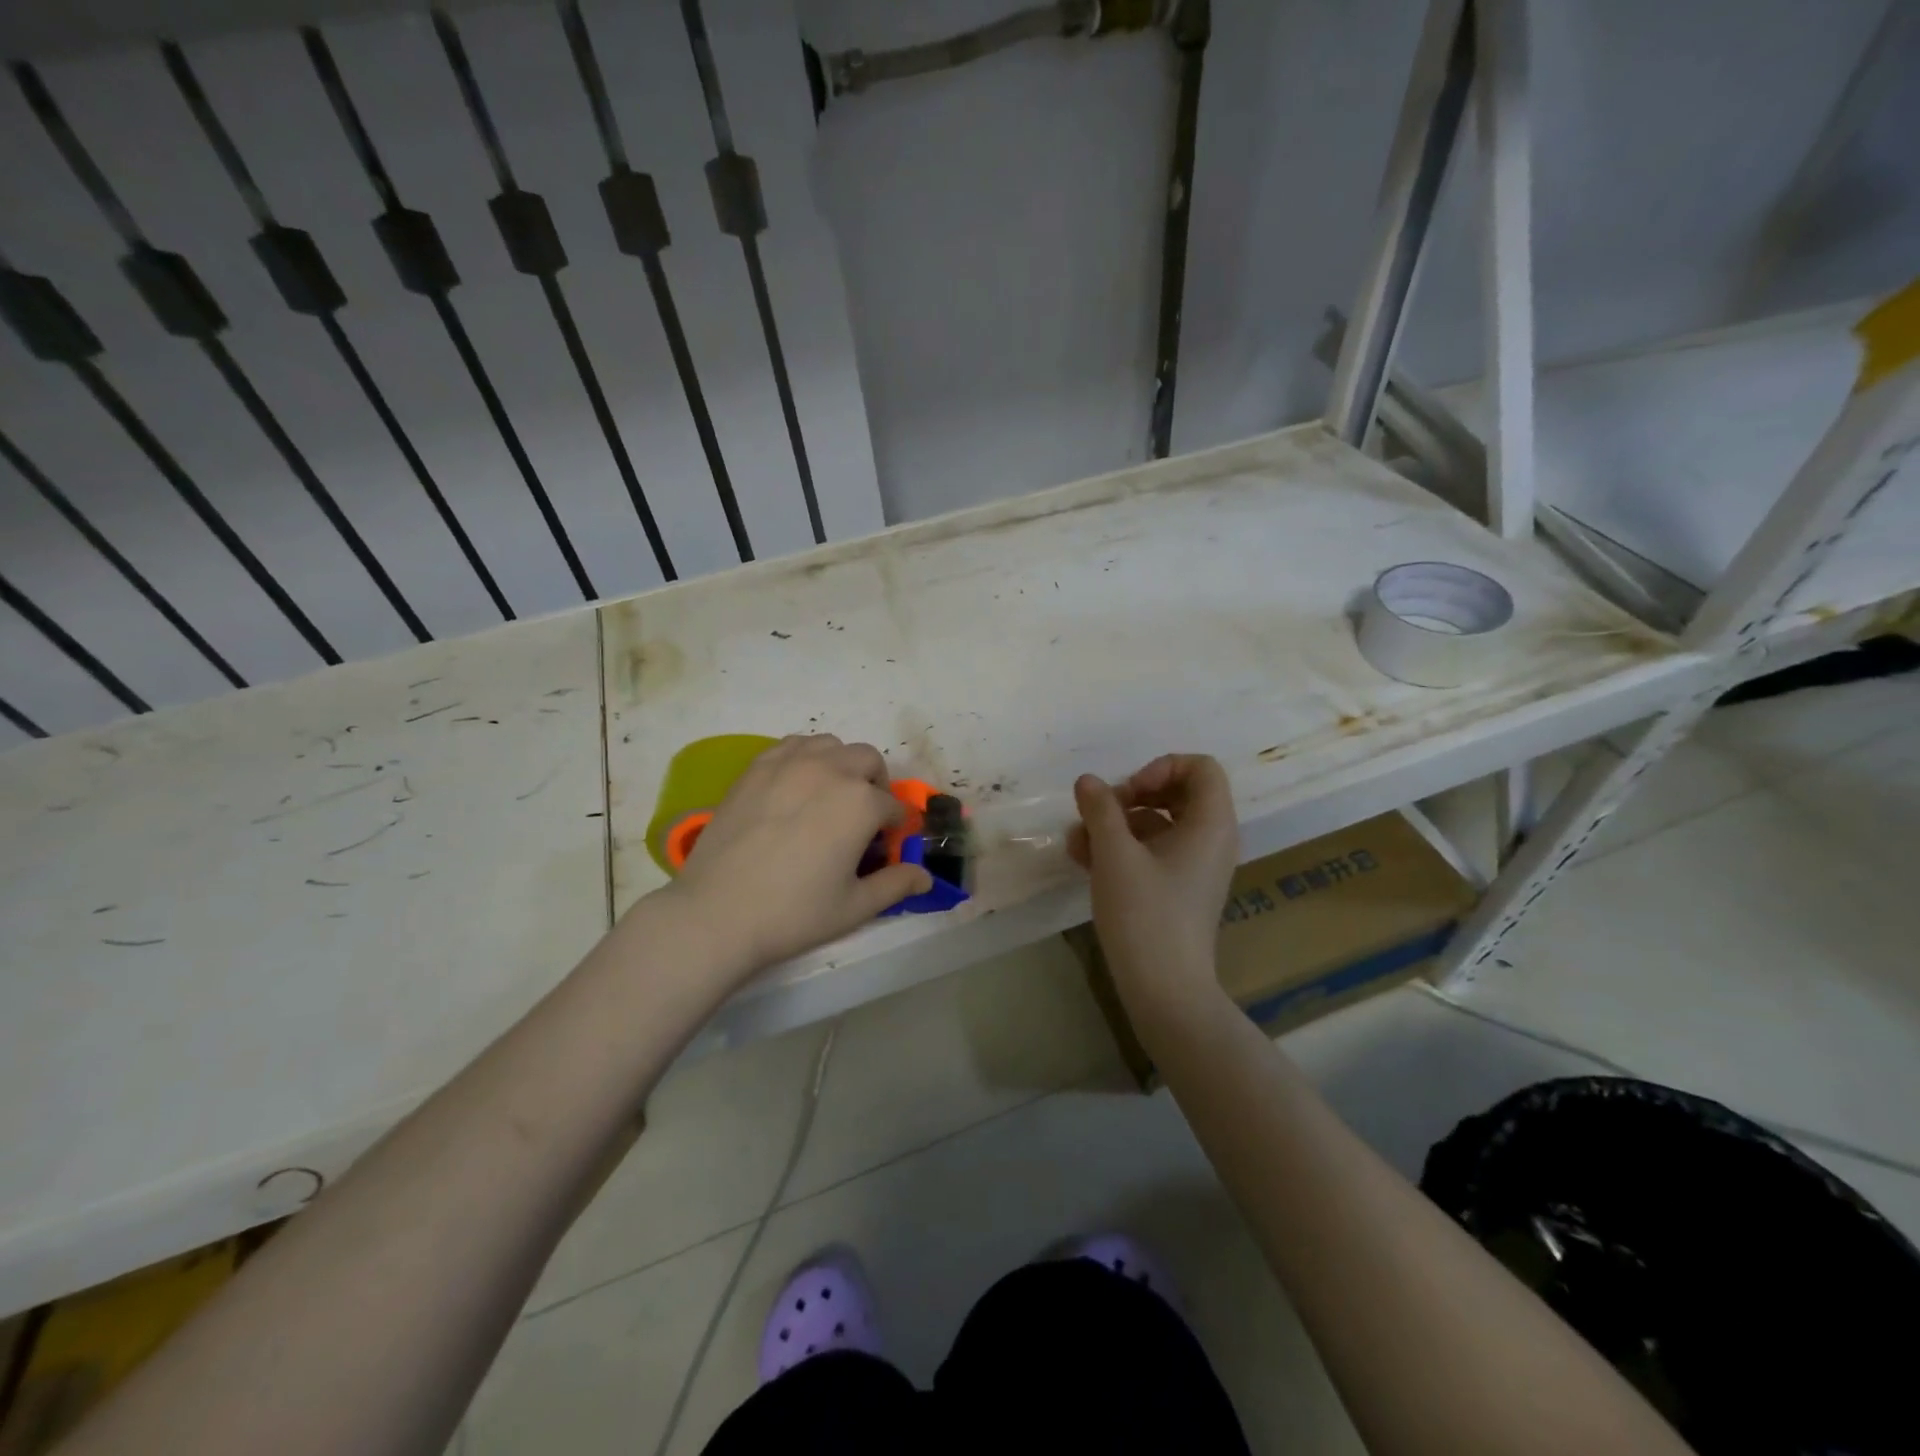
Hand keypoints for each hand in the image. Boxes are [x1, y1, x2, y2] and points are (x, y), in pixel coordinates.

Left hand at [664, 734, 932, 973]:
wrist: (717, 913)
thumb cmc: (793, 913)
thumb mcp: (855, 907)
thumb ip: (896, 885)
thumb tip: (926, 878)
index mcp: (861, 803)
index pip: (892, 807)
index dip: (892, 829)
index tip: (880, 849)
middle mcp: (830, 771)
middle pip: (868, 761)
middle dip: (874, 785)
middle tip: (860, 819)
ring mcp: (789, 764)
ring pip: (830, 745)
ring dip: (840, 764)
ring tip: (828, 796)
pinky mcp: (756, 768)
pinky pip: (792, 746)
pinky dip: (804, 758)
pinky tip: (795, 787)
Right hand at [1069, 754, 1239, 1006]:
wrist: (1164, 989)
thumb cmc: (1145, 914)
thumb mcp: (1115, 854)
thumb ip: (1100, 810)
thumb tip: (1088, 781)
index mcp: (1211, 824)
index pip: (1200, 768)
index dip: (1160, 768)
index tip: (1128, 792)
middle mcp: (1211, 840)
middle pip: (1176, 793)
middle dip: (1131, 796)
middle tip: (1100, 812)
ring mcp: (1195, 867)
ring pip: (1158, 825)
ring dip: (1117, 825)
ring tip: (1076, 841)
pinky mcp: (1179, 890)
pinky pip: (1153, 853)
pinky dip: (1122, 850)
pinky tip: (1083, 860)